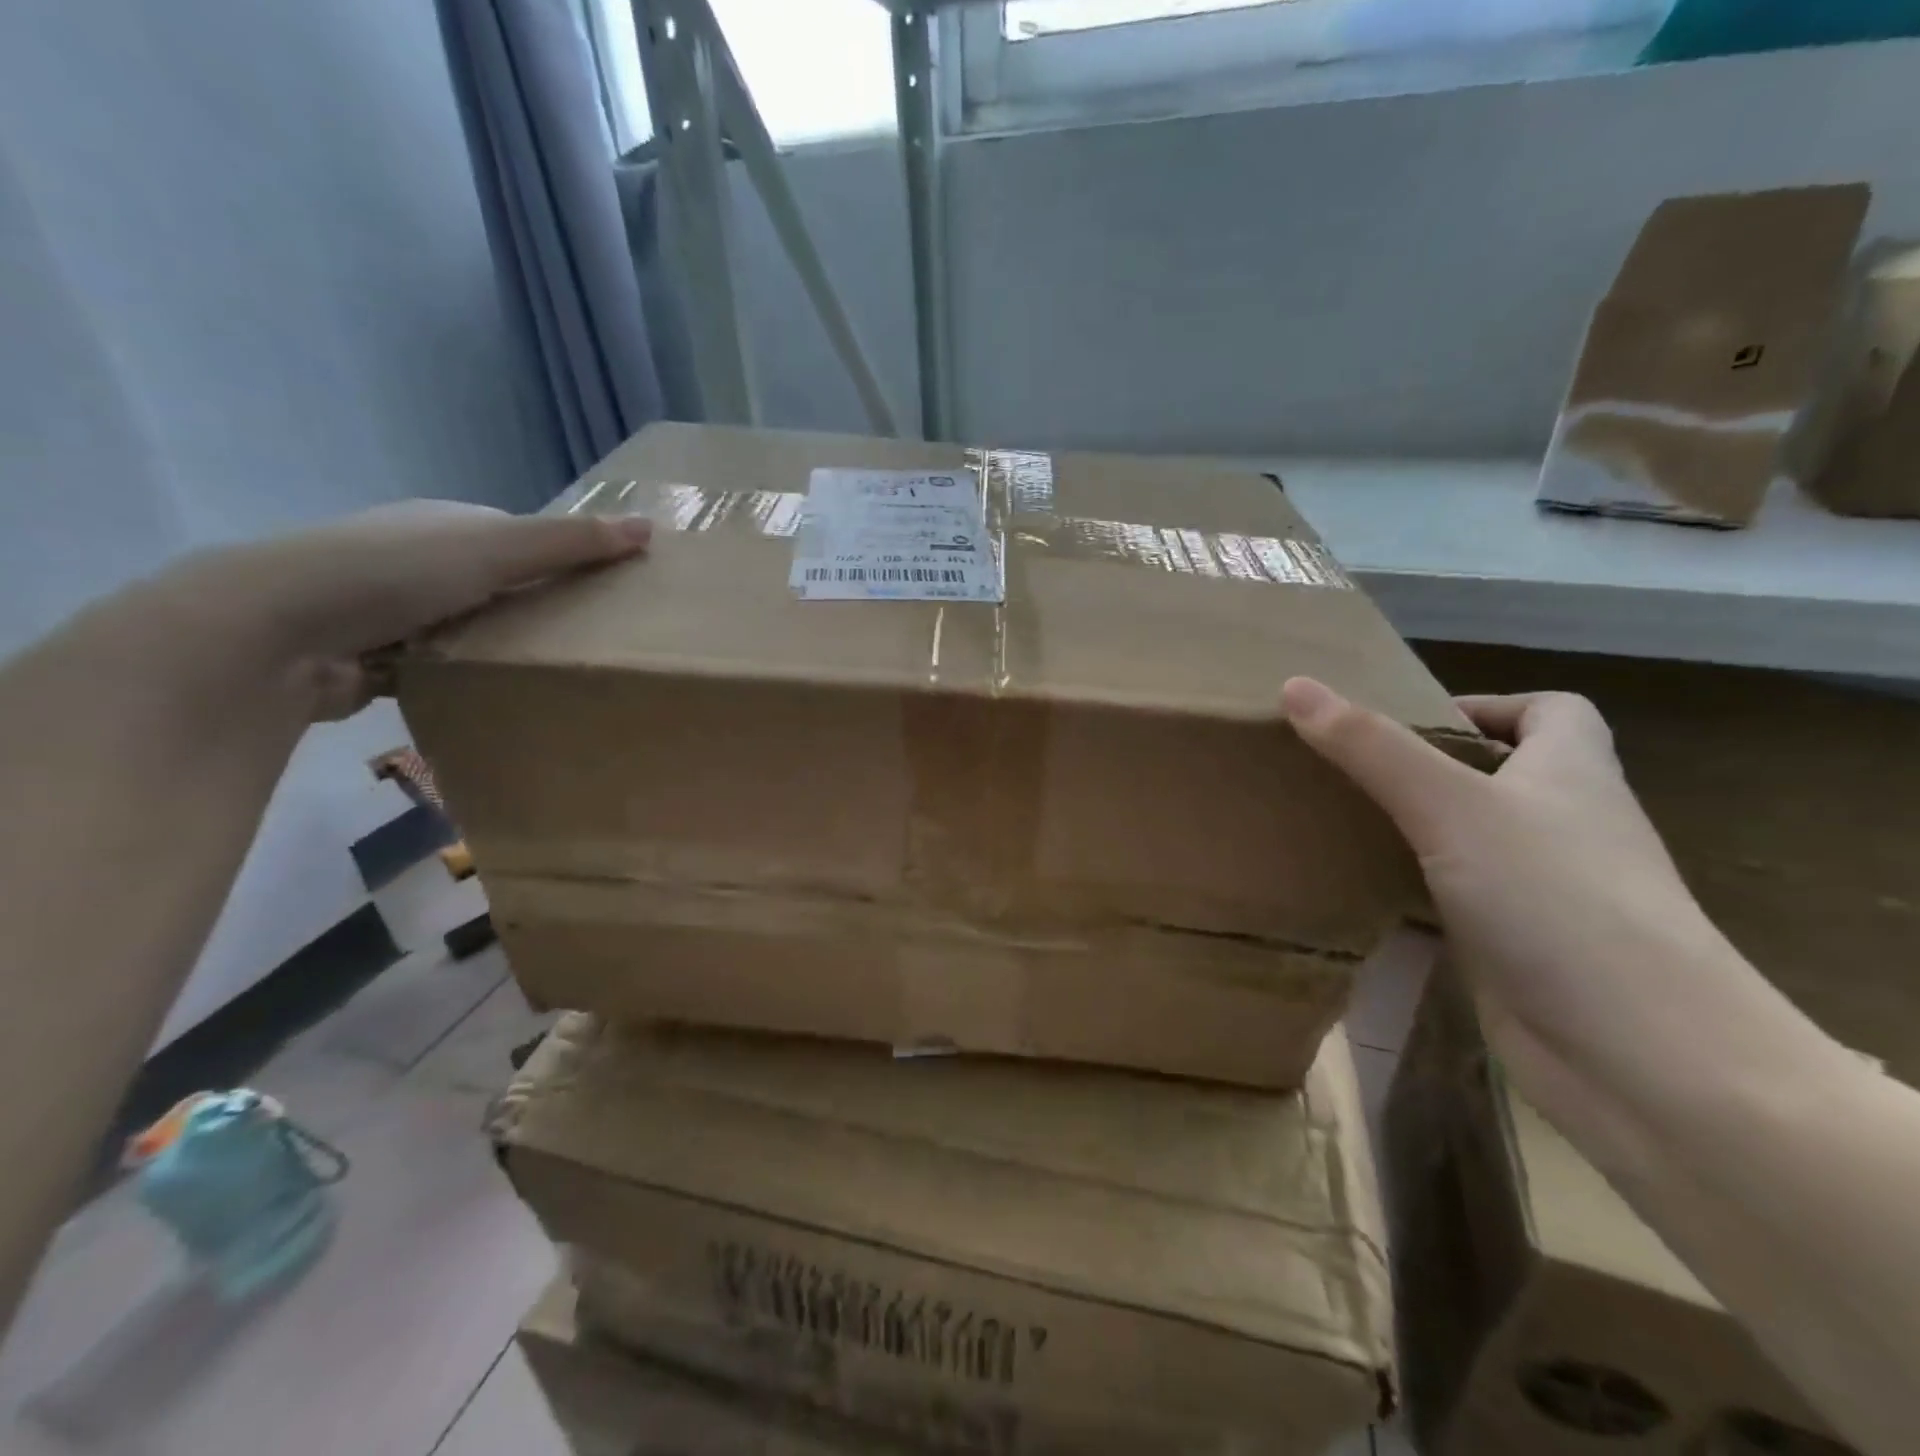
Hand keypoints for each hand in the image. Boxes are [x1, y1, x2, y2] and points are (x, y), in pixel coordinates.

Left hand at [147, 502, 650, 720]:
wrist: (272, 632)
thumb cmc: (392, 573)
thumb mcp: (494, 549)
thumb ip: (571, 542)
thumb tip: (650, 528)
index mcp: (445, 523)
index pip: (521, 537)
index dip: (564, 560)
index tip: (604, 594)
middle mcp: (417, 557)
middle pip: (497, 583)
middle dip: (536, 608)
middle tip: (585, 641)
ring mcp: (390, 608)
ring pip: (469, 627)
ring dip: (500, 646)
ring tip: (549, 673)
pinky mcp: (374, 657)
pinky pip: (440, 664)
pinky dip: (464, 676)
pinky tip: (493, 695)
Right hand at [1280, 679, 1826, 1145]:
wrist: (1641, 1056)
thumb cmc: (1555, 900)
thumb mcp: (1451, 806)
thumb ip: (1371, 747)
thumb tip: (1295, 686)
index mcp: (1572, 774)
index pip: (1550, 712)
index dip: (1487, 705)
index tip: (1410, 721)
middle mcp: (1565, 826)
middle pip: (1502, 775)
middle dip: (1429, 766)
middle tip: (1349, 767)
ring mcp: (1546, 892)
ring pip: (1474, 840)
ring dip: (1416, 828)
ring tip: (1339, 818)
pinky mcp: (1520, 947)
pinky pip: (1459, 898)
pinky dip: (1416, 888)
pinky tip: (1363, 891)